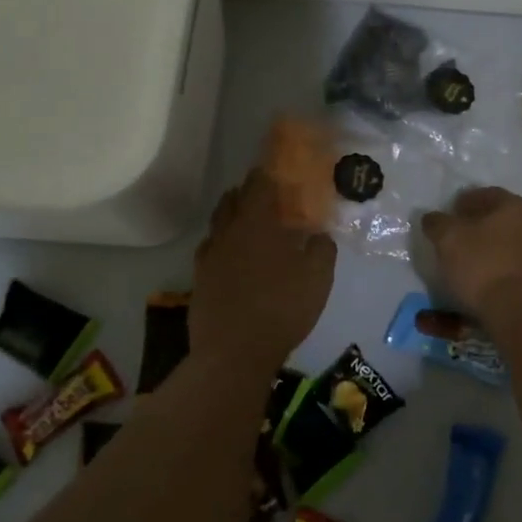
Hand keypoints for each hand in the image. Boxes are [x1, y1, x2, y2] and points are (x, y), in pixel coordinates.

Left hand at [192, 169, 335, 370]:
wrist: (234, 353)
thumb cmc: (281, 309)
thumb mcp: (318, 278)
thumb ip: (321, 249)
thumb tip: (319, 233)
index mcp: (258, 223)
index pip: (260, 183)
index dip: (269, 172)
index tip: (279, 168)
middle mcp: (229, 231)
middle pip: (234, 198)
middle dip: (249, 191)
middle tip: (268, 194)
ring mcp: (210, 255)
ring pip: (219, 223)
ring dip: (233, 214)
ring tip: (250, 221)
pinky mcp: (200, 279)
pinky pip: (211, 249)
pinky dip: (223, 243)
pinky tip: (233, 254)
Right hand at [421, 187, 521, 324]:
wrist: (519, 312)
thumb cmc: (482, 266)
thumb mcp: (448, 239)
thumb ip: (437, 223)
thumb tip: (432, 217)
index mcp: (515, 206)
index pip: (485, 195)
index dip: (463, 202)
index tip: (447, 215)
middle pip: (499, 219)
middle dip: (476, 225)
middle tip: (453, 237)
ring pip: (506, 243)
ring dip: (486, 248)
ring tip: (464, 261)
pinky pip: (512, 266)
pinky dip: (496, 268)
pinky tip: (481, 280)